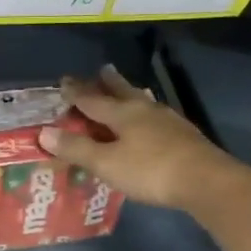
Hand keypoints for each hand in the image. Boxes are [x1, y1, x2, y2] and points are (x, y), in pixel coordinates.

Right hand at [38, 64, 247, 211]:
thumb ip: (77, 149)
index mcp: (123, 114)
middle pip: (123, 92)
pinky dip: (148, 114)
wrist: (206, 181)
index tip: (64, 81)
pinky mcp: (185, 136)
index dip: (76, 92)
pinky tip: (153, 121)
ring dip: (132, 95)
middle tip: (103, 69)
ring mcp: (169, 122)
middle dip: (110, 83)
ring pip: (144, 102)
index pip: (93, 100)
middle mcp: (145, 111)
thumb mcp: (106, 163)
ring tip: (130, 90)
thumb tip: (45, 133)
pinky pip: (158, 118)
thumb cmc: (150, 171)